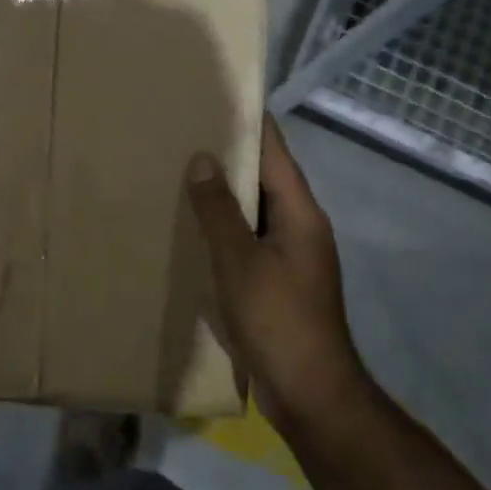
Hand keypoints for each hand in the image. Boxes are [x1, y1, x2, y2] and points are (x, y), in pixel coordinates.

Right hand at [186, 115, 368, 435]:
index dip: (250, 122)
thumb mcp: (240, 261)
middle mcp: (299, 226)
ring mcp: (290, 256)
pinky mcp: (277, 281)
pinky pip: (248, 239)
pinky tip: (191, 227)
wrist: (311, 393)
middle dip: (228, 154)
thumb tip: (202, 159)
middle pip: (264, 177)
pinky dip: (223, 227)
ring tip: (179, 171)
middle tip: (183, 132)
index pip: (275, 151)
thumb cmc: (278, 320)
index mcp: (299, 213)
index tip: (217, 96)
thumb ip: (219, 210)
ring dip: (223, 192)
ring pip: (254, 209)